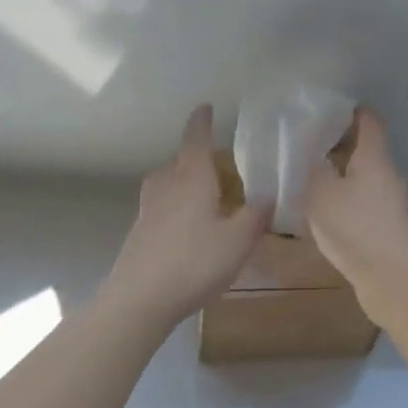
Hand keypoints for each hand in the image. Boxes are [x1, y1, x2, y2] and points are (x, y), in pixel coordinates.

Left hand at [101, 105, 271, 326]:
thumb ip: (255, 217)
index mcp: (192, 179)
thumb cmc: (194, 263)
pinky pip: (160, 206)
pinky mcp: (139, 232)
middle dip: (197, 157)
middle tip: (220, 165)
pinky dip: (175, 206)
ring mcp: (148, 209)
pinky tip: (189, 228)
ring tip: (205, 195)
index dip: (202, 122)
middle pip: (179, 162)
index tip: (205, 107)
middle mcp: (166, 186)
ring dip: (183, 182)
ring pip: (167, 183)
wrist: (139, 299)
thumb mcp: (238, 241)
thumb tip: (267, 197)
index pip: (196, 140)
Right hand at [304, 107, 407, 295]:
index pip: (369, 121)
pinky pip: (367, 201)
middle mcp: (389, 174)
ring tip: (314, 179)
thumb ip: (311, 169)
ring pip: (367, 176)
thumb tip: (310, 155)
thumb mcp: (320, 193)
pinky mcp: (390, 226)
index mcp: (375, 157)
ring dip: (344, 174)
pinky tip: (328, 212)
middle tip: (310, 145)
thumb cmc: (354, 227)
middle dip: (341, 144)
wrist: (390, 277)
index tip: (327, 110)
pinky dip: (349, 198)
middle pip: (368, 148)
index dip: (350, 111)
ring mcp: (393, 202)